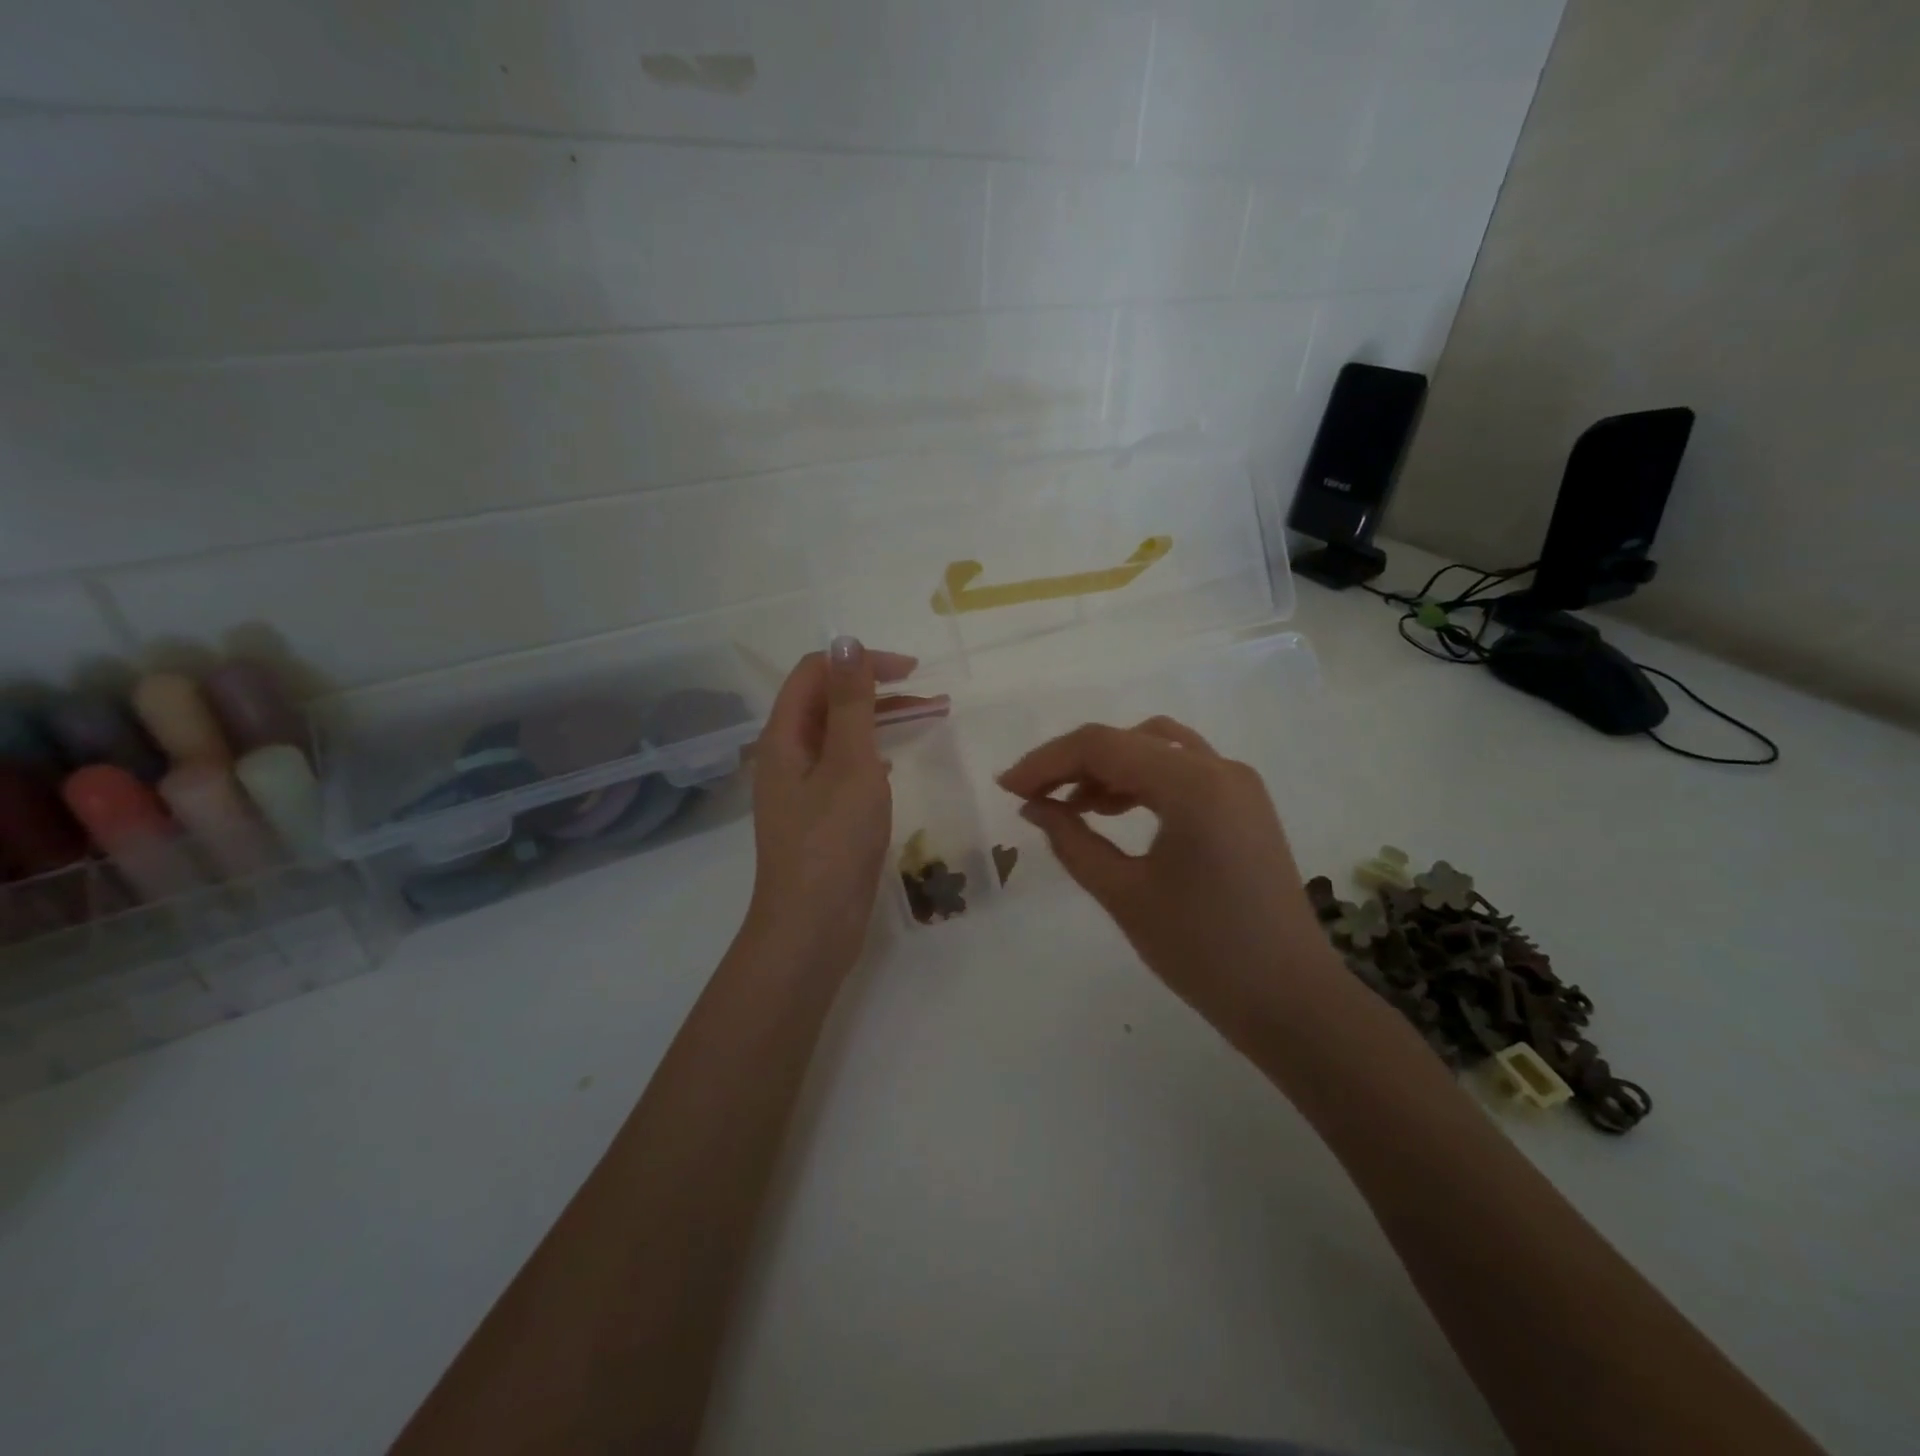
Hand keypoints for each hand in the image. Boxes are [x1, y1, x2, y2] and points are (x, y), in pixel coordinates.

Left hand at [747, 639, 939, 973]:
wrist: (811, 928)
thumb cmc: (832, 841)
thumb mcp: (849, 764)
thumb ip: (850, 702)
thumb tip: (846, 640)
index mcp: (783, 737)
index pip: (815, 673)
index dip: (861, 661)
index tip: (911, 672)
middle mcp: (786, 756)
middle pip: (828, 702)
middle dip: (879, 690)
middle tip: (931, 696)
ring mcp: (801, 789)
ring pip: (840, 736)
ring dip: (881, 720)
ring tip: (931, 719)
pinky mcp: (818, 816)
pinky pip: (844, 767)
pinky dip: (873, 754)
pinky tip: (895, 763)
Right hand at [997, 718, 1338, 1032]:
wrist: (1291, 1001)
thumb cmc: (1203, 952)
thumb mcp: (1124, 894)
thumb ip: (1071, 841)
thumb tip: (1034, 807)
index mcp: (1194, 784)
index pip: (1103, 746)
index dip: (1046, 761)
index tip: (1007, 788)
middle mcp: (1220, 768)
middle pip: (1129, 740)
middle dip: (1073, 762)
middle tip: (1032, 796)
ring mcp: (1238, 785)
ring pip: (1157, 749)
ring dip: (1108, 769)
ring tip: (1070, 805)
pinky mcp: (1243, 806)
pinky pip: (1181, 772)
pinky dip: (1140, 781)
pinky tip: (1111, 812)